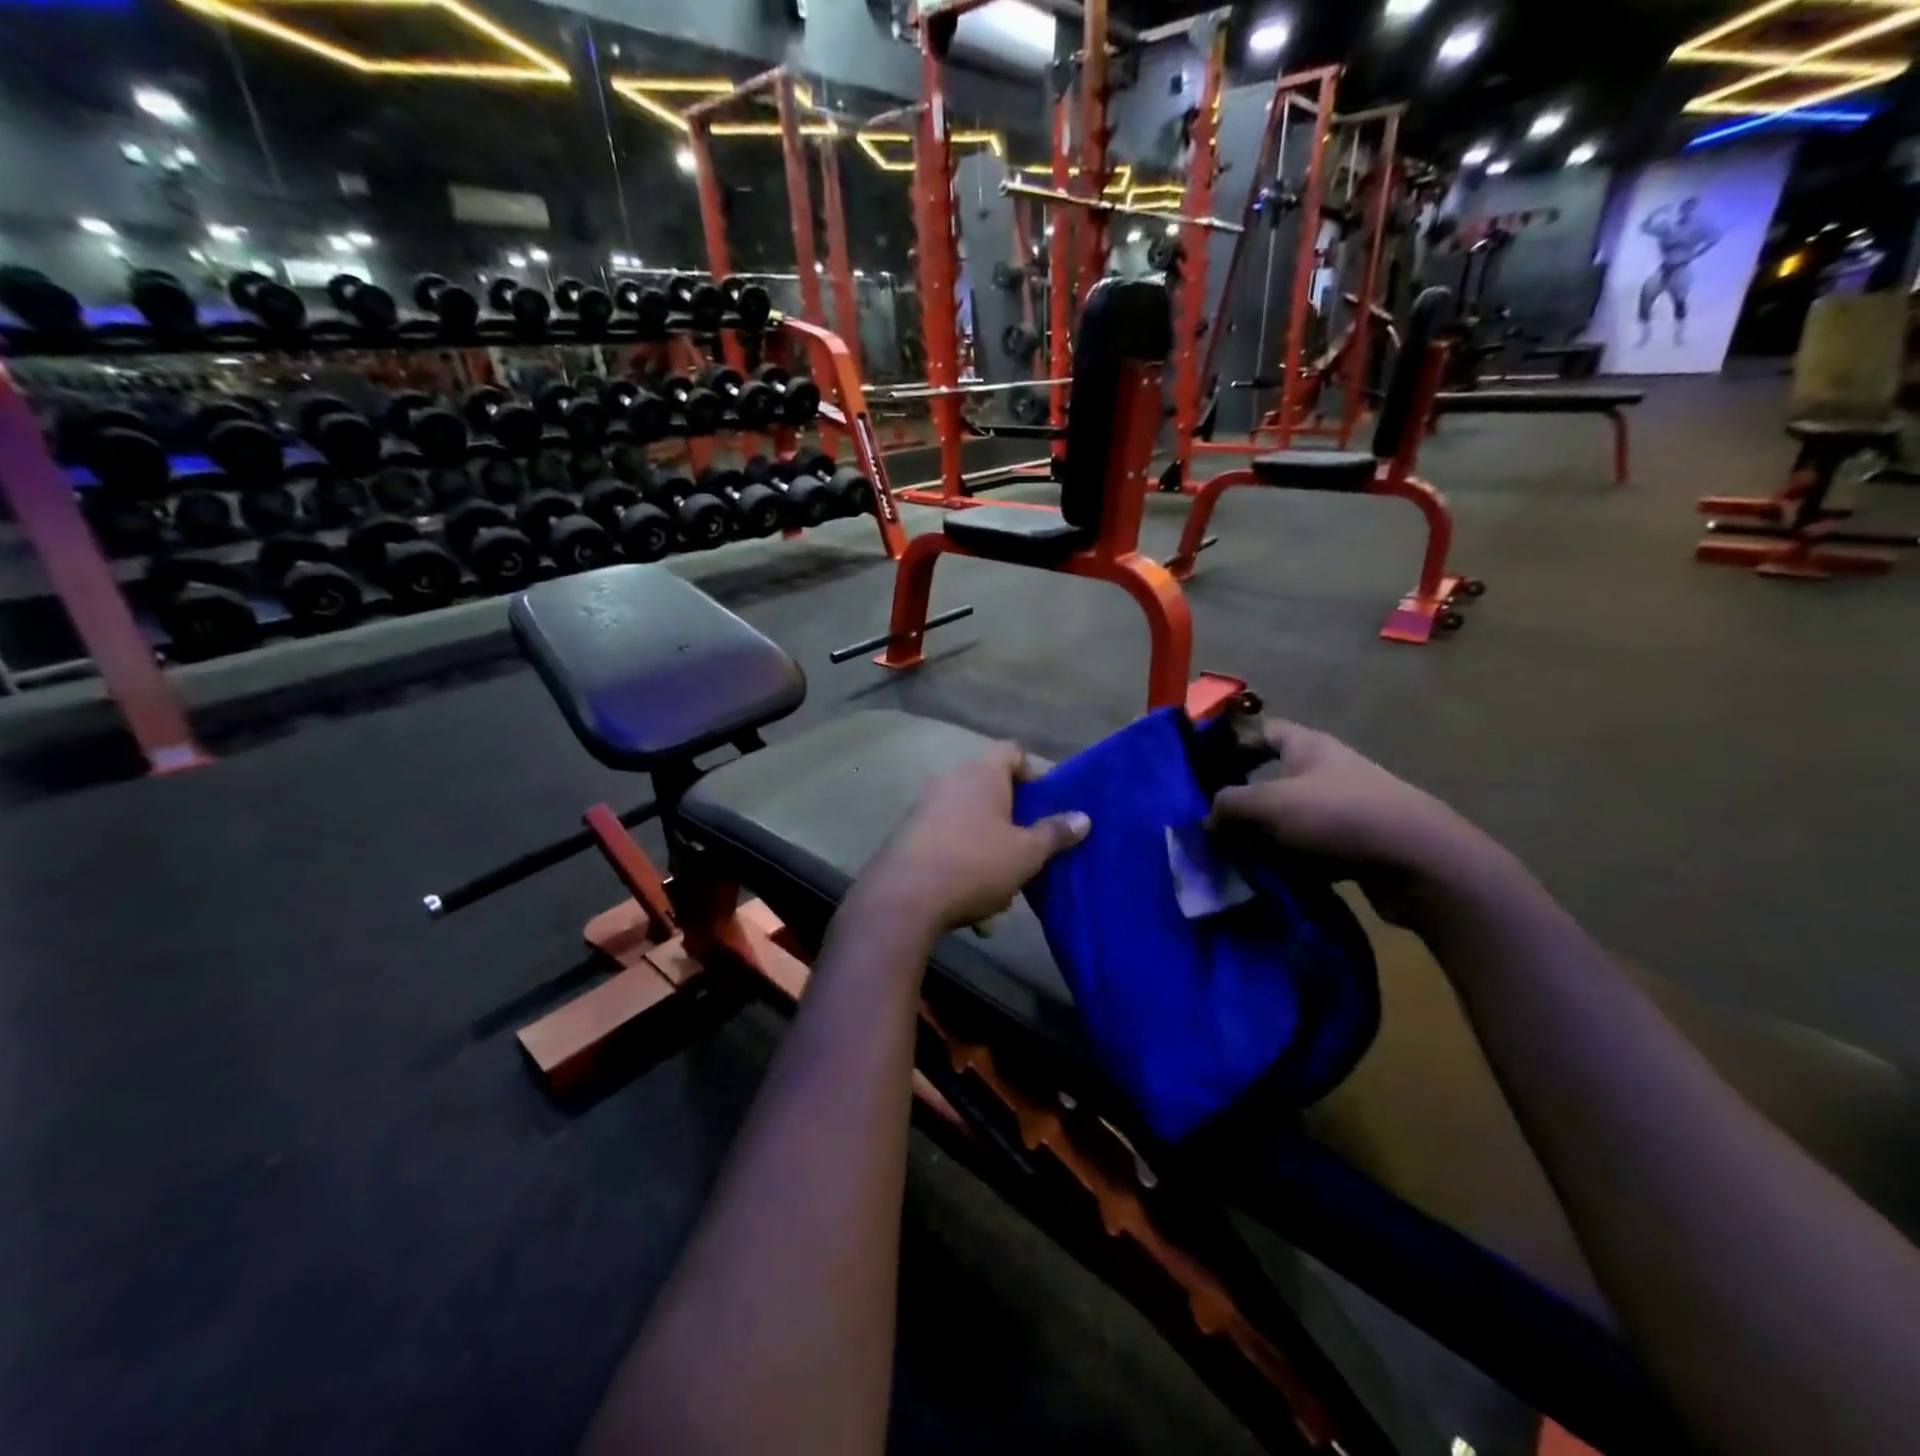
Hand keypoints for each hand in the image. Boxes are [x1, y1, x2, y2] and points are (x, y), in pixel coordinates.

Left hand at [852, 745, 1089, 936]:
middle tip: (1029, 846)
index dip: (1032, 773)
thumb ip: (1055, 833)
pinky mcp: (907, 834)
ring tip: (1003, 883)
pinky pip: (946, 839)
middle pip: (989, 787)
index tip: (1045, 803)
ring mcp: (924, 806)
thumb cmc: (975, 865)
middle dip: (1011, 817)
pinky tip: (971, 898)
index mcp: (981, 773)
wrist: (903, 898)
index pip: (1012, 752)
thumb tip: (1083, 817)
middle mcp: (950, 780)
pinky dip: (962, 859)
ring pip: (968, 819)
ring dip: (987, 844)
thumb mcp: (1026, 853)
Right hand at [1209, 720, 1491, 883]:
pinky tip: (1270, 879)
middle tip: (1211, 823)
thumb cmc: (1338, 815)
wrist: (1419, 861)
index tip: (1205, 767)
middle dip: (1243, 801)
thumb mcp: (1270, 804)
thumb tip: (1206, 819)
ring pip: (1290, 818)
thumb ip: (1229, 806)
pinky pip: (1310, 848)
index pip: (1264, 732)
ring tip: (1233, 857)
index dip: (1234, 744)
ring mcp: (1345, 808)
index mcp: (1308, 746)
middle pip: (1273, 779)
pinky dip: (1290, 861)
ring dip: (1264, 837)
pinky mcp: (1357, 844)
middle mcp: (1327, 771)